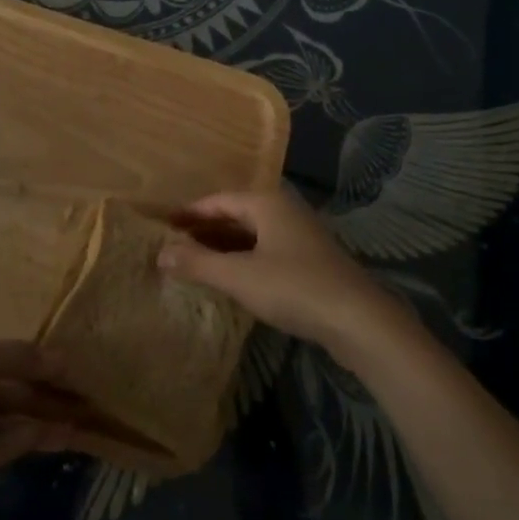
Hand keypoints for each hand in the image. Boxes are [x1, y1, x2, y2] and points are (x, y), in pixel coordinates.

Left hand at [0, 326, 83, 519]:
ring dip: (31, 423)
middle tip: (82, 406)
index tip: (71, 373)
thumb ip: (14, 358)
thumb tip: (62, 358)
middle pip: (0, 389)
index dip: (35, 362)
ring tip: (74, 429)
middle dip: (39, 397)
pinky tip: (41, 441)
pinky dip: (8, 444)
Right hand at [158, 189, 411, 359]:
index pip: (218, 200)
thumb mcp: (239, 277)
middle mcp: (284, 210)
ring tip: (194, 261)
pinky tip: (231, 277)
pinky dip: (243, 258)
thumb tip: (160, 252)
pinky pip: (266, 250)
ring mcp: (300, 235)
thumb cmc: (294, 287)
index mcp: (266, 203)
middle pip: (236, 214)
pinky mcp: (310, 260)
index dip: (190, 212)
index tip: (163, 224)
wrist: (358, 319)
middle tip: (173, 243)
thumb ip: (198, 263)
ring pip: (252, 234)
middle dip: (205, 228)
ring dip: (224, 245)